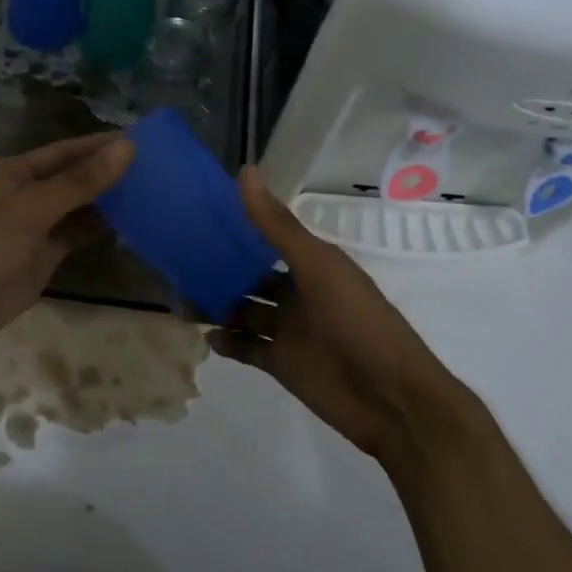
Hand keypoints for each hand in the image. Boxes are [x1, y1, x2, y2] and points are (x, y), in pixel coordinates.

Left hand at [0, 133, 133, 380]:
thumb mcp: (32, 208)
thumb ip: (80, 181)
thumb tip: (126, 147)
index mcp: (13, 172)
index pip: (64, 151)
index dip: (99, 145)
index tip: (140, 140)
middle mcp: (25, 195)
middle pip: (73, 177)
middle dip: (107, 172)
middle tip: (155, 166)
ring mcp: (34, 228)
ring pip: (77, 207)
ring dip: (108, 201)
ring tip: (152, 191)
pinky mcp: (42, 257)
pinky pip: (76, 236)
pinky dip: (99, 229)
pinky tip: (131, 223)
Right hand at [210, 168, 477, 463]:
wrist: (391, 400)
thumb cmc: (358, 322)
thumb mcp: (317, 267)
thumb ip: (278, 226)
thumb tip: (245, 171)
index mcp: (312, 264)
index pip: (268, 238)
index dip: (238, 227)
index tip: (199, 215)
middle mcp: (298, 293)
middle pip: (251, 276)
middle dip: (220, 270)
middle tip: (179, 264)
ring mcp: (290, 330)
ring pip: (244, 311)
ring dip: (217, 306)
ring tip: (182, 301)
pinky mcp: (282, 363)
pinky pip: (247, 348)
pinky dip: (228, 342)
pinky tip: (207, 335)